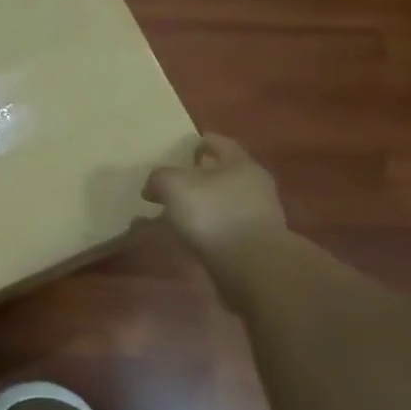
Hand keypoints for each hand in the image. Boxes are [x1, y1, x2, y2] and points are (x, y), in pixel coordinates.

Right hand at [143, 134, 284, 258]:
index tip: (184, 148)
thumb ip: (160, 178)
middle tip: (173, 183)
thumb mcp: (174, 185)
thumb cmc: (214, 213)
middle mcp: (254, 186)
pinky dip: (205, 230)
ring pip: (222, 203)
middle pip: (223, 174)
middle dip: (199, 177)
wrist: (250, 266)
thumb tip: (153, 186)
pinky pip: (223, 229)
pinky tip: (187, 238)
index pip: (220, 143)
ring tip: (173, 215)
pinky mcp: (253, 244)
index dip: (201, 143)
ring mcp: (257, 216)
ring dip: (201, 206)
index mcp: (241, 163)